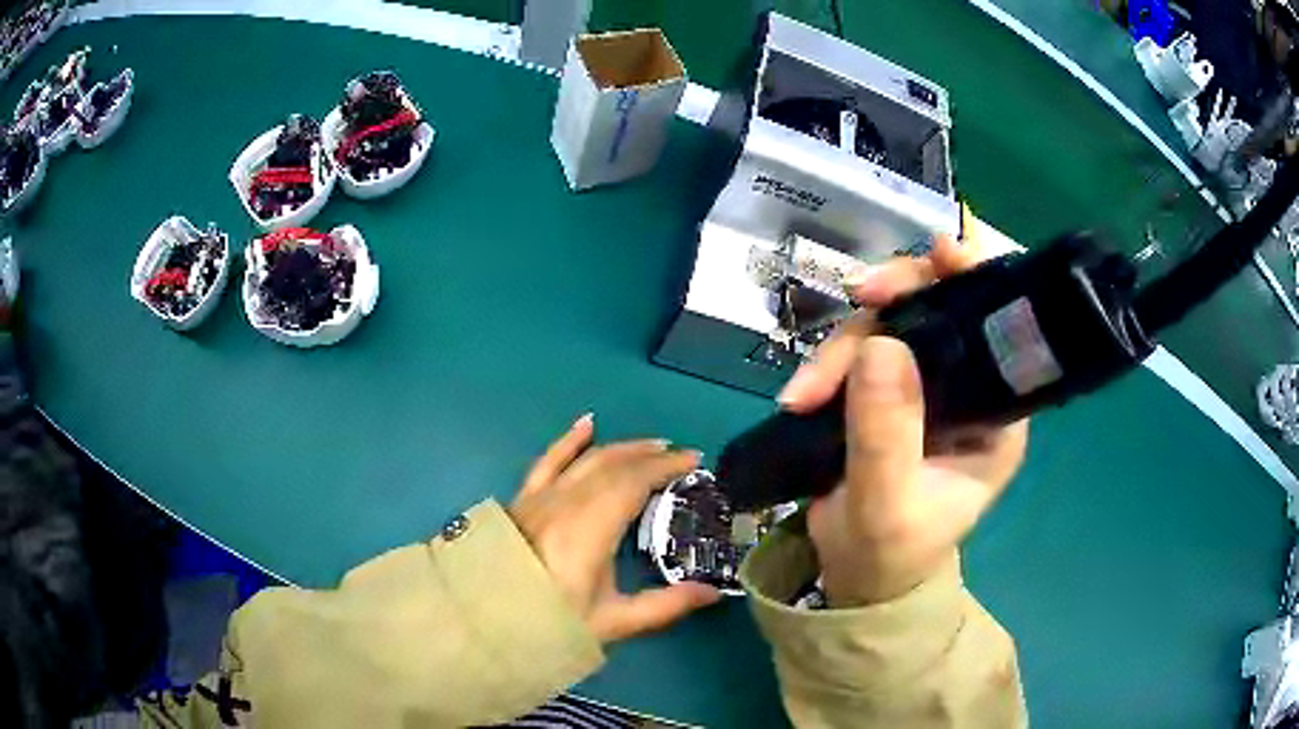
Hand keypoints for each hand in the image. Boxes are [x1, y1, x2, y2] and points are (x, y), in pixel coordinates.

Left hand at [509, 415, 722, 642]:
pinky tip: (586, 424)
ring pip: (587, 460)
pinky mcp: (523, 499)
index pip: (633, 482)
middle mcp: (565, 502)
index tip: (693, 462)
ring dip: (622, 448)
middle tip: (680, 456)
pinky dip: (569, 441)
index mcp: (589, 529)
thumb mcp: (613, 621)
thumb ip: (666, 605)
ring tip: (651, 444)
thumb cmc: (551, 623)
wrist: (486, 622)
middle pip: (614, 466)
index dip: (665, 468)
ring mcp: (541, 497)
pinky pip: (548, 460)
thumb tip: (713, 591)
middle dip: (651, 456)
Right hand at [780, 233, 1028, 606]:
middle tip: (855, 298)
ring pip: (890, 326)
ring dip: (843, 347)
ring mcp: (925, 385)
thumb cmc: (888, 552)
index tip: (941, 254)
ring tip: (801, 395)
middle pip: (939, 309)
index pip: (1000, 328)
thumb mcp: (887, 504)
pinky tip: (800, 392)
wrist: (855, 576)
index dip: (976, 281)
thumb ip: (887, 433)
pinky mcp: (886, 389)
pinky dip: (827, 363)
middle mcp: (968, 389)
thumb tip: (881, 345)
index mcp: (997, 414)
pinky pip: (860, 349)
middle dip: (893, 303)